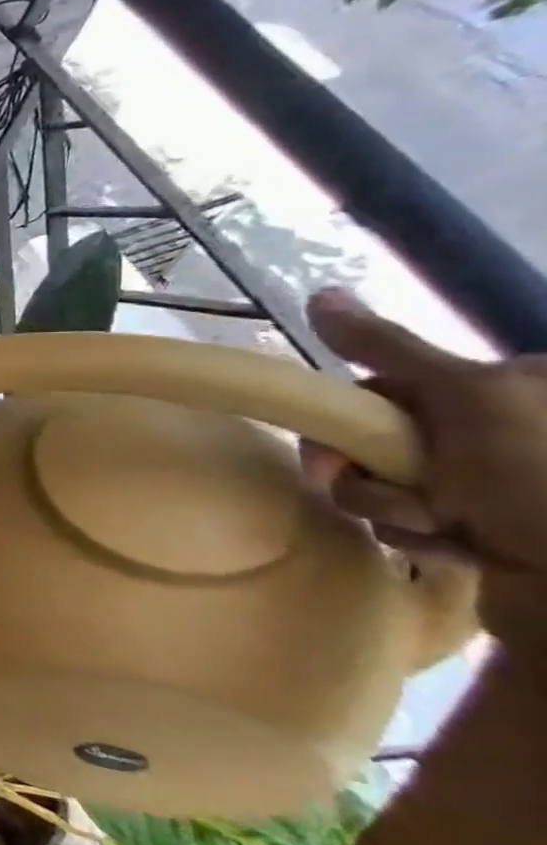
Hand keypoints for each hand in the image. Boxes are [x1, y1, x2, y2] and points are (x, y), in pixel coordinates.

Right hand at [303, 289, 546, 651]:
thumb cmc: (541, 482)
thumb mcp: (467, 399)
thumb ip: (388, 349)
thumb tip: (319, 295)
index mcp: (513, 387)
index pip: (387, 387)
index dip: (351, 419)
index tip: (339, 452)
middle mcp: (505, 428)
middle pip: (379, 438)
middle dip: (368, 475)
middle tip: (398, 497)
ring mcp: (497, 483)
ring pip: (388, 485)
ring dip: (392, 510)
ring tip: (442, 530)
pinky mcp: (492, 530)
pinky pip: (415, 523)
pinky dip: (421, 537)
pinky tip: (457, 549)